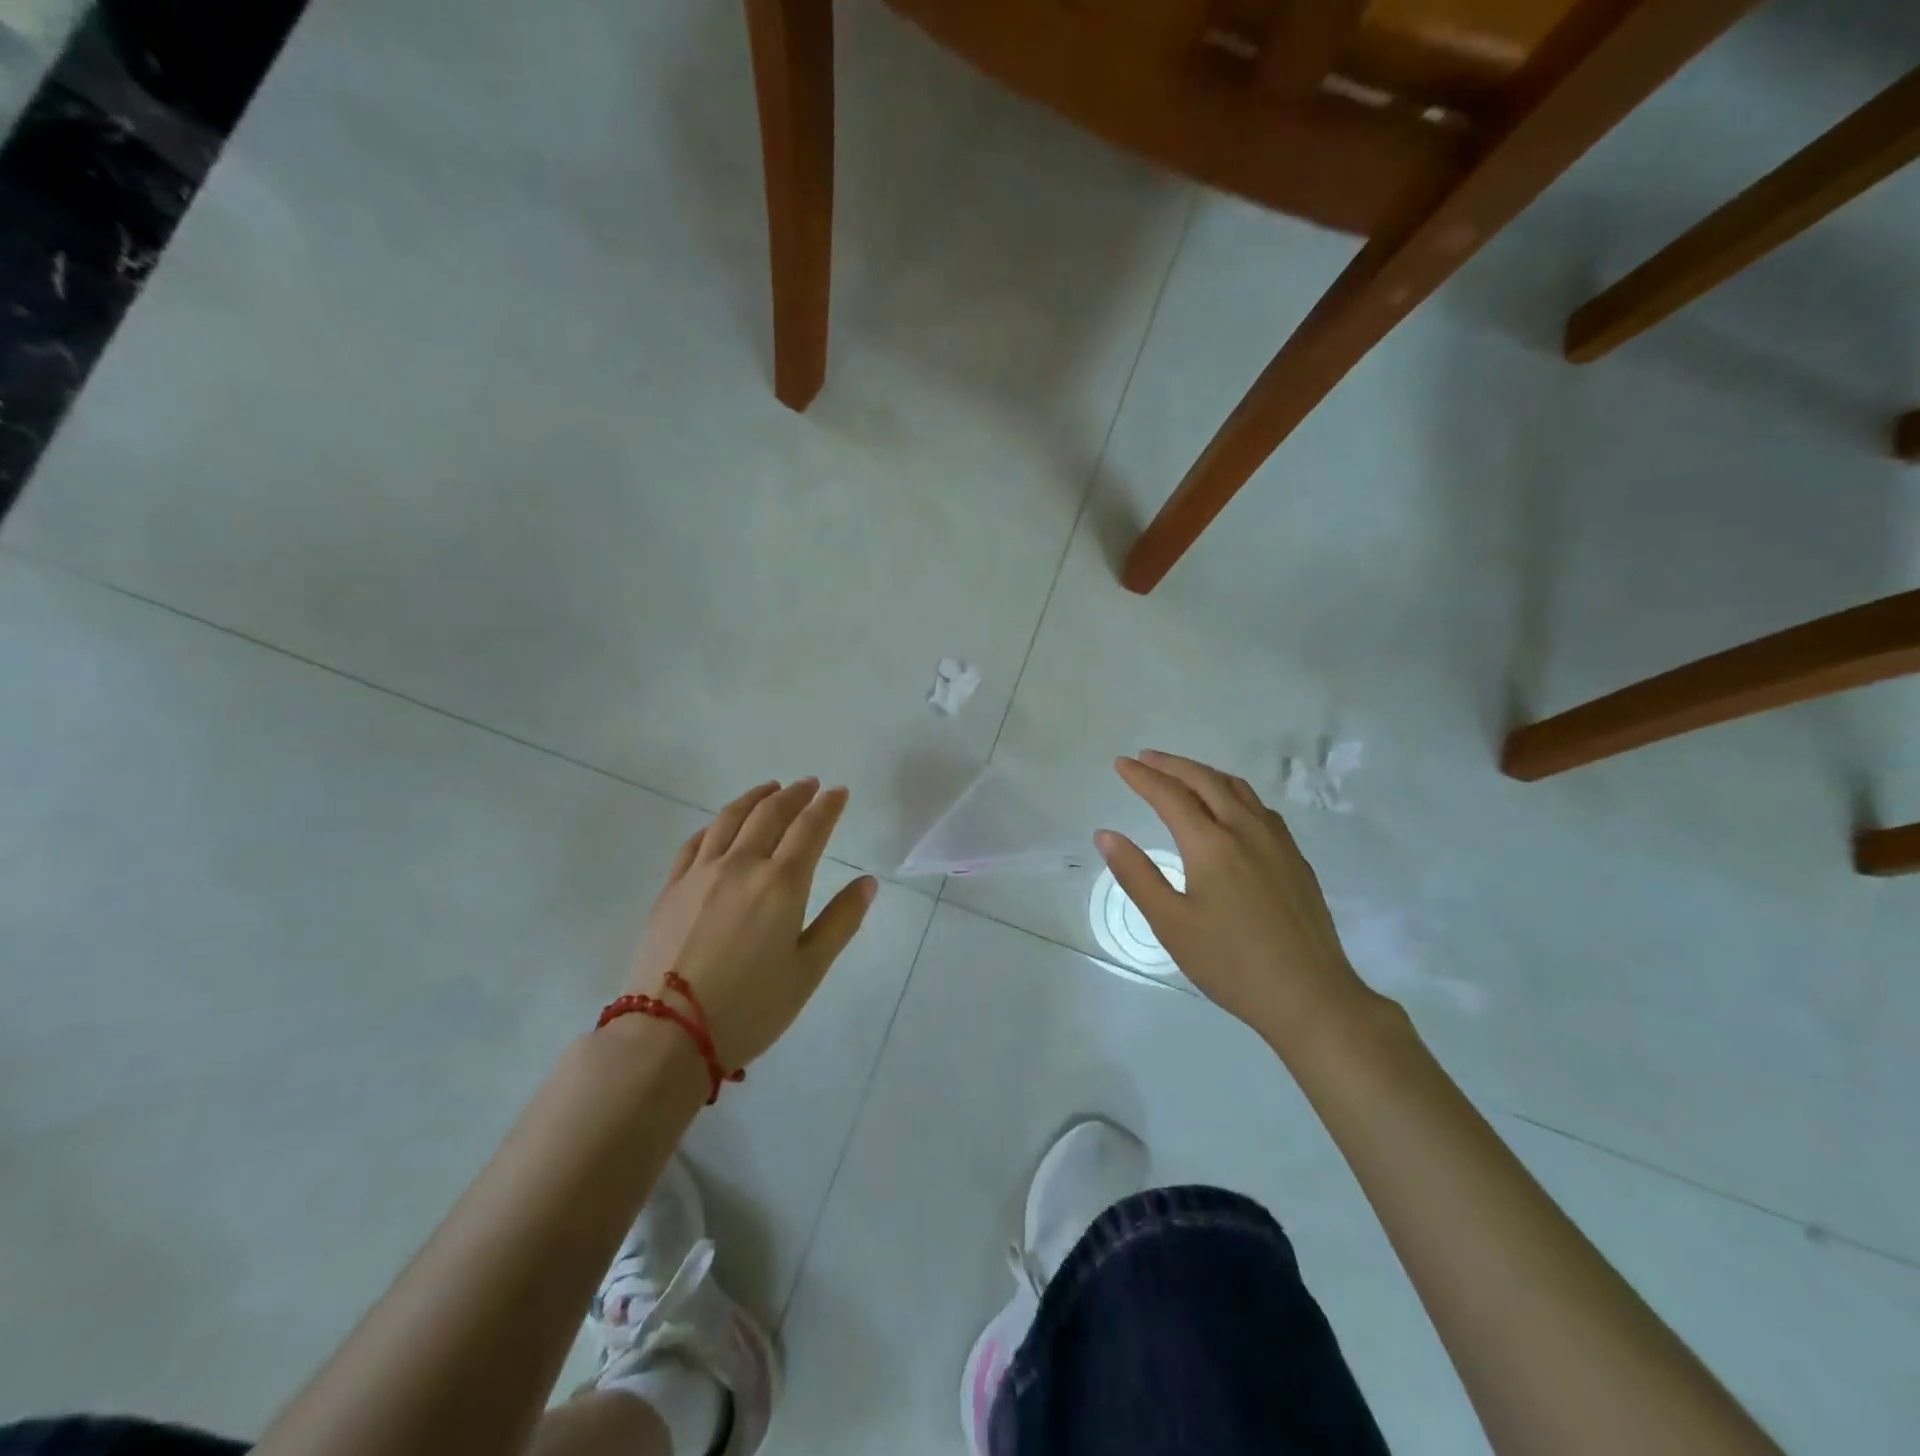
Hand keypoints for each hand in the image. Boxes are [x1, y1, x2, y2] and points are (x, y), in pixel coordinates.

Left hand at [630, 778, 875, 1068]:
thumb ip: (841, 921)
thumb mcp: (808, 970)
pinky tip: (720, 825)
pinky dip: (715, 824)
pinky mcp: (671, 888)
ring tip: (769, 789)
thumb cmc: (750, 1007)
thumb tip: (868, 882)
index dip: (828, 806)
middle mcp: (741, 865)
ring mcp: (700, 873)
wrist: (668, 1034)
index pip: (810, 828)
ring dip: (754, 798)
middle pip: (770, 814)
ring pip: (730, 819)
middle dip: (794, 794)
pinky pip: (695, 842)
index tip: (839, 792)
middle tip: (809, 784)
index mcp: (781, 883)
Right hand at [1097, 751, 1376, 1053]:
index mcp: (1211, 844)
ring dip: (1204, 774)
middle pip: (1205, 780)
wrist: (1310, 996)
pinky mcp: (1295, 858)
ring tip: (1182, 774)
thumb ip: (1136, 875)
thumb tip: (1106, 835)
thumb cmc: (1231, 963)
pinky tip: (1229, 808)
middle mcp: (1246, 830)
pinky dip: (1232, 792)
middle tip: (1145, 758)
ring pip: (1237, 789)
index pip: (1169, 795)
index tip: (1120, 763)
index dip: (1142, 777)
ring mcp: (1277, 842)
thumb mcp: (1171, 923)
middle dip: (1172, 765)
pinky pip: (1259, 807)